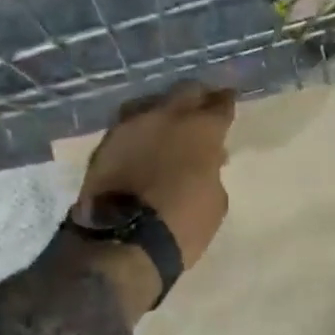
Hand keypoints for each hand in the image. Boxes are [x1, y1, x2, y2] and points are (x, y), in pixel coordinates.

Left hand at [76, 81, 236, 315]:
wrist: (122, 242)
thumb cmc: (183, 224)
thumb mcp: (216, 200)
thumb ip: (212, 171)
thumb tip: (207, 161)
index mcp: (201, 130)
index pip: (221, 104)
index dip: (227, 102)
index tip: (229, 100)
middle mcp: (166, 117)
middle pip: (186, 92)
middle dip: (197, 97)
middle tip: (202, 107)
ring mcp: (131, 127)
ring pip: (152, 104)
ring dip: (165, 112)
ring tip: (169, 126)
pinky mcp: (105, 143)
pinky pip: (129, 127)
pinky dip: (141, 133)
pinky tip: (145, 144)